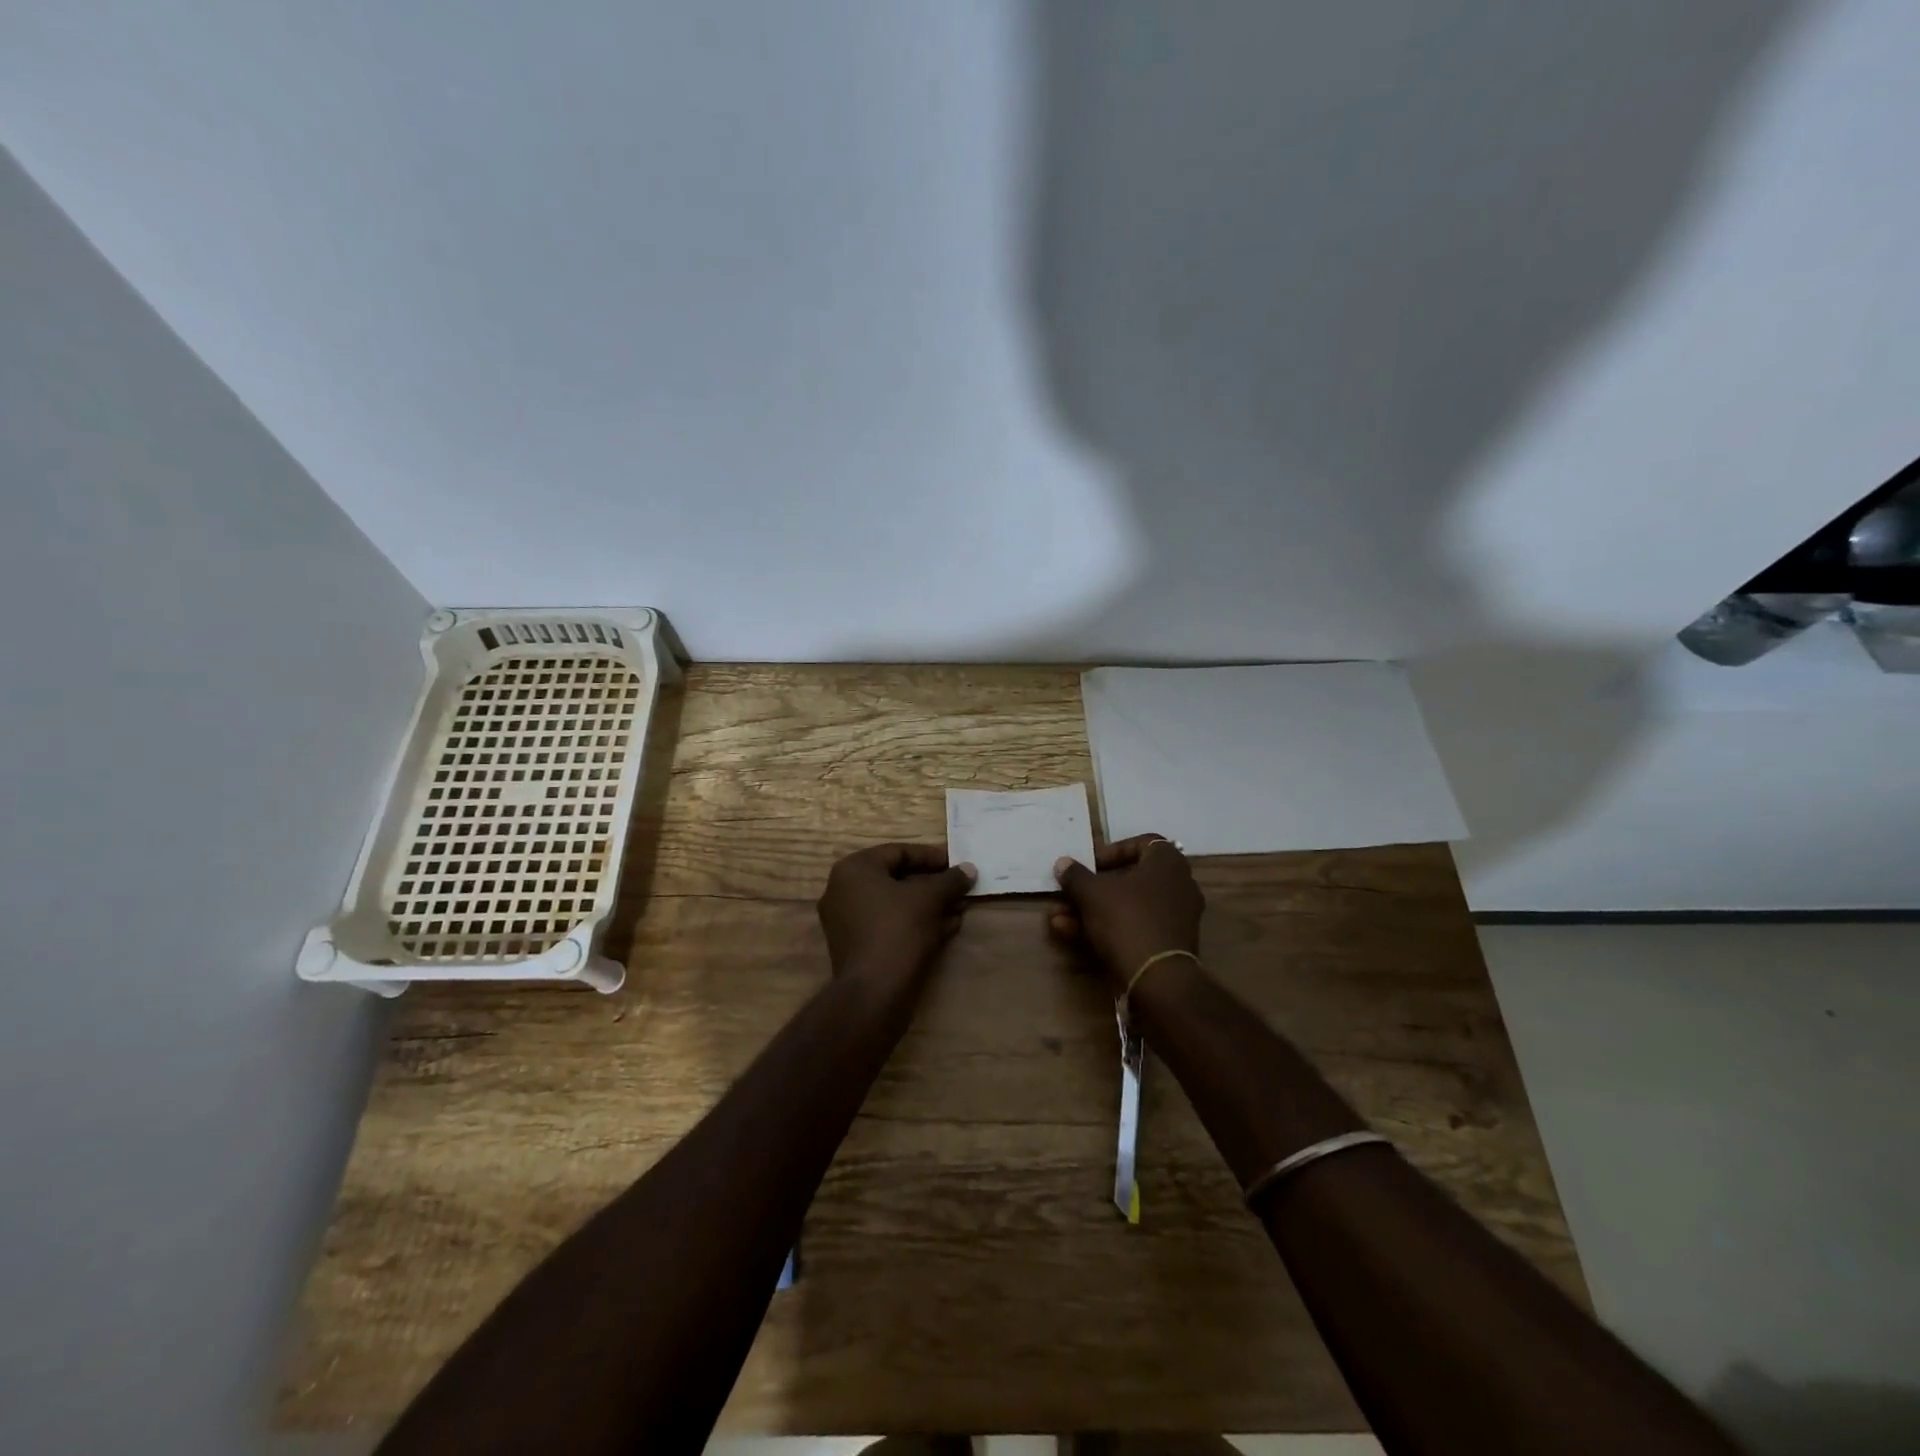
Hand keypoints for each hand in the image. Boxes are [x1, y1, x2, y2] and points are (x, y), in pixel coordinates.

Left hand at [817, 843, 976, 982]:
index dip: (932, 857)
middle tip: (960, 889)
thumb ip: (950, 880)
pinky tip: (946, 928)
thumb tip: (969, 869)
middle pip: (897, 878)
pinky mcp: (857, 946)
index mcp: (855, 869)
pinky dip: (916, 923)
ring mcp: (847, 921)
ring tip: (959, 909)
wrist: (873, 993)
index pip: (899, 852)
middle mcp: (844, 890)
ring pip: (896, 904)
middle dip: (933, 885)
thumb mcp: (930, 899)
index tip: (957, 866)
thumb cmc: (898, 931)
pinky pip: (889, 924)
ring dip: (929, 905)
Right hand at [1050, 834, 1204, 988]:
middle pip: (1129, 878)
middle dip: (1092, 887)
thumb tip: (1062, 863)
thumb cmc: (1127, 919)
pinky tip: (1068, 933)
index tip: (1090, 864)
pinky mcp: (1166, 945)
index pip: (1142, 843)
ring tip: (1058, 917)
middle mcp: (1178, 886)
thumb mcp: (1092, 893)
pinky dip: (1104, 928)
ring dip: (1091, 910)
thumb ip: (1075, 875)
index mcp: (1168, 863)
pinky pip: (1132, 927)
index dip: (1112, 851)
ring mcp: (1174, 918)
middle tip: (1069, 892)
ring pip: (1126, 906)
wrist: (1156, 980)